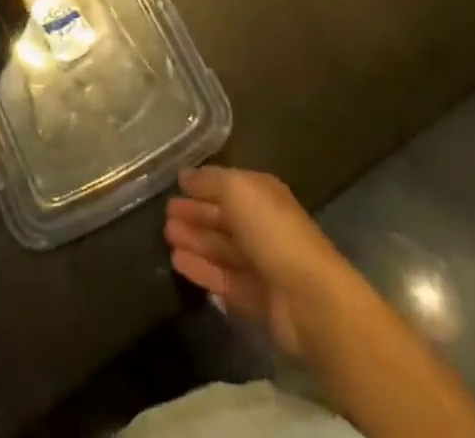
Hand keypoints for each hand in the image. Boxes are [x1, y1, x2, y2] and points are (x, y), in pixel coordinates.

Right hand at [165, 166, 357, 360]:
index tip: (174, 188)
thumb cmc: (272, 231)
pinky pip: (223, 278)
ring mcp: (260, 263)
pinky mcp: (256, 298)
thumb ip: (210, 181)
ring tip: (166, 238)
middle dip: (195, 215)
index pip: (227, 186)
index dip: (201, 187)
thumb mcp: (238, 190)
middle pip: (223, 218)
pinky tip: (178, 263)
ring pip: (221, 248)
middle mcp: (262, 225)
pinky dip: (202, 269)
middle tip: (165, 216)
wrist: (309, 297)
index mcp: (262, 194)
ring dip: (195, 242)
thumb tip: (184, 175)